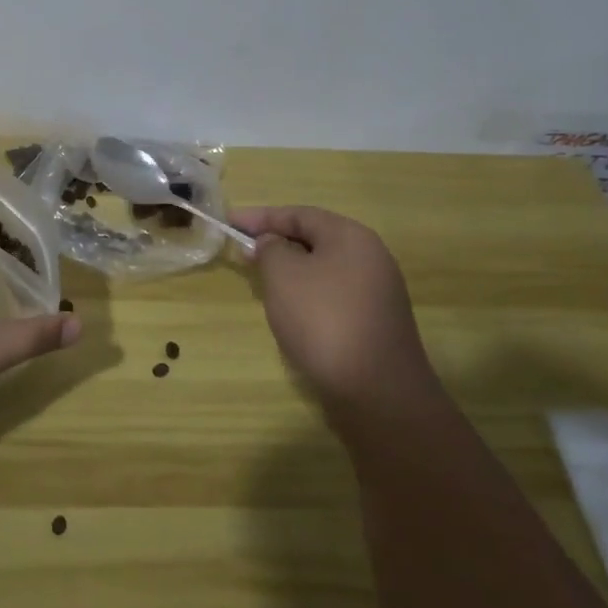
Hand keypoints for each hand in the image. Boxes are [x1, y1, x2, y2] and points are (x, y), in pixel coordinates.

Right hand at [231, 205, 435, 415]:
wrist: (377, 393)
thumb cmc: (323, 319)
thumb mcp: (283, 274)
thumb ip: (270, 248)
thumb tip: (272, 243)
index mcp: (351, 236)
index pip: (299, 214)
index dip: (261, 216)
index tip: (229, 222)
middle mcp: (371, 258)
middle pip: (314, 240)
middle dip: (276, 244)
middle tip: (243, 253)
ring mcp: (377, 294)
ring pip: (323, 270)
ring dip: (290, 272)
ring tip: (260, 283)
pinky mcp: (375, 325)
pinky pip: (333, 297)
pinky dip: (306, 297)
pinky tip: (290, 314)